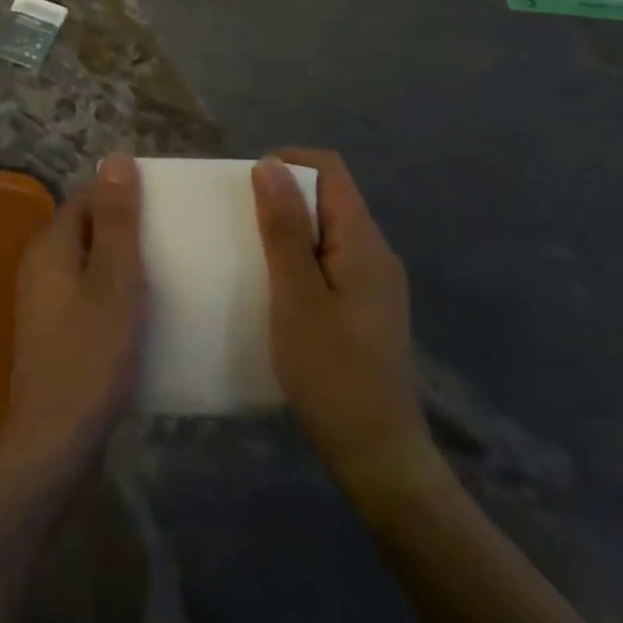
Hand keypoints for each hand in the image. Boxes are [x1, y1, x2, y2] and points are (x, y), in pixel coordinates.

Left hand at [0, 153, 145, 479]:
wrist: (53, 444)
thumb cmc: (90, 356)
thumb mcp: (115, 282)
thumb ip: (117, 220)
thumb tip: (117, 157)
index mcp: (51, 245)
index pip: (88, 197)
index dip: (123, 196)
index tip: (162, 207)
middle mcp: (40, 263)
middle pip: (86, 226)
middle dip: (125, 227)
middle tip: (169, 239)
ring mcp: (42, 299)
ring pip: (87, 260)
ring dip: (120, 260)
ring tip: (163, 272)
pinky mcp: (52, 329)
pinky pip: (85, 290)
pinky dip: (110, 289)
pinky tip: (138, 311)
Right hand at [252, 150, 443, 500]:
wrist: (379, 458)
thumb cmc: (332, 373)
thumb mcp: (296, 297)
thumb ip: (284, 229)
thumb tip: (269, 165)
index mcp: (363, 240)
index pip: (330, 169)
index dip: (288, 163)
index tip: (249, 188)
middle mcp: (375, 252)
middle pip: (329, 196)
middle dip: (284, 198)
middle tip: (243, 224)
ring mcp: (374, 282)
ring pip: (327, 230)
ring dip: (290, 230)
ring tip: (253, 254)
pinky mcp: (367, 308)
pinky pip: (331, 260)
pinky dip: (301, 259)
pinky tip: (277, 289)